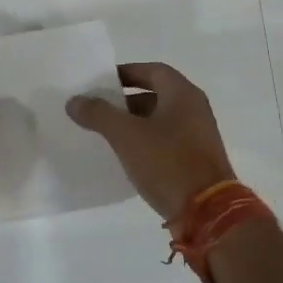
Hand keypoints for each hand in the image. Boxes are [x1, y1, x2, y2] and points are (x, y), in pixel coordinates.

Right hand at [67, 62, 236, 220]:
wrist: (207, 212)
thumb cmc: (167, 162)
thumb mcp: (126, 135)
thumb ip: (99, 114)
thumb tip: (75, 101)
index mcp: (182, 94)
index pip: (152, 70)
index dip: (126, 73)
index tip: (101, 83)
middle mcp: (194, 109)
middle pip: (156, 94)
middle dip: (125, 101)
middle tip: (98, 109)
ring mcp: (198, 135)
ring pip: (160, 120)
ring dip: (134, 123)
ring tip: (105, 133)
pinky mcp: (196, 159)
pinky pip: (166, 141)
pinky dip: (146, 142)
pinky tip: (126, 156)